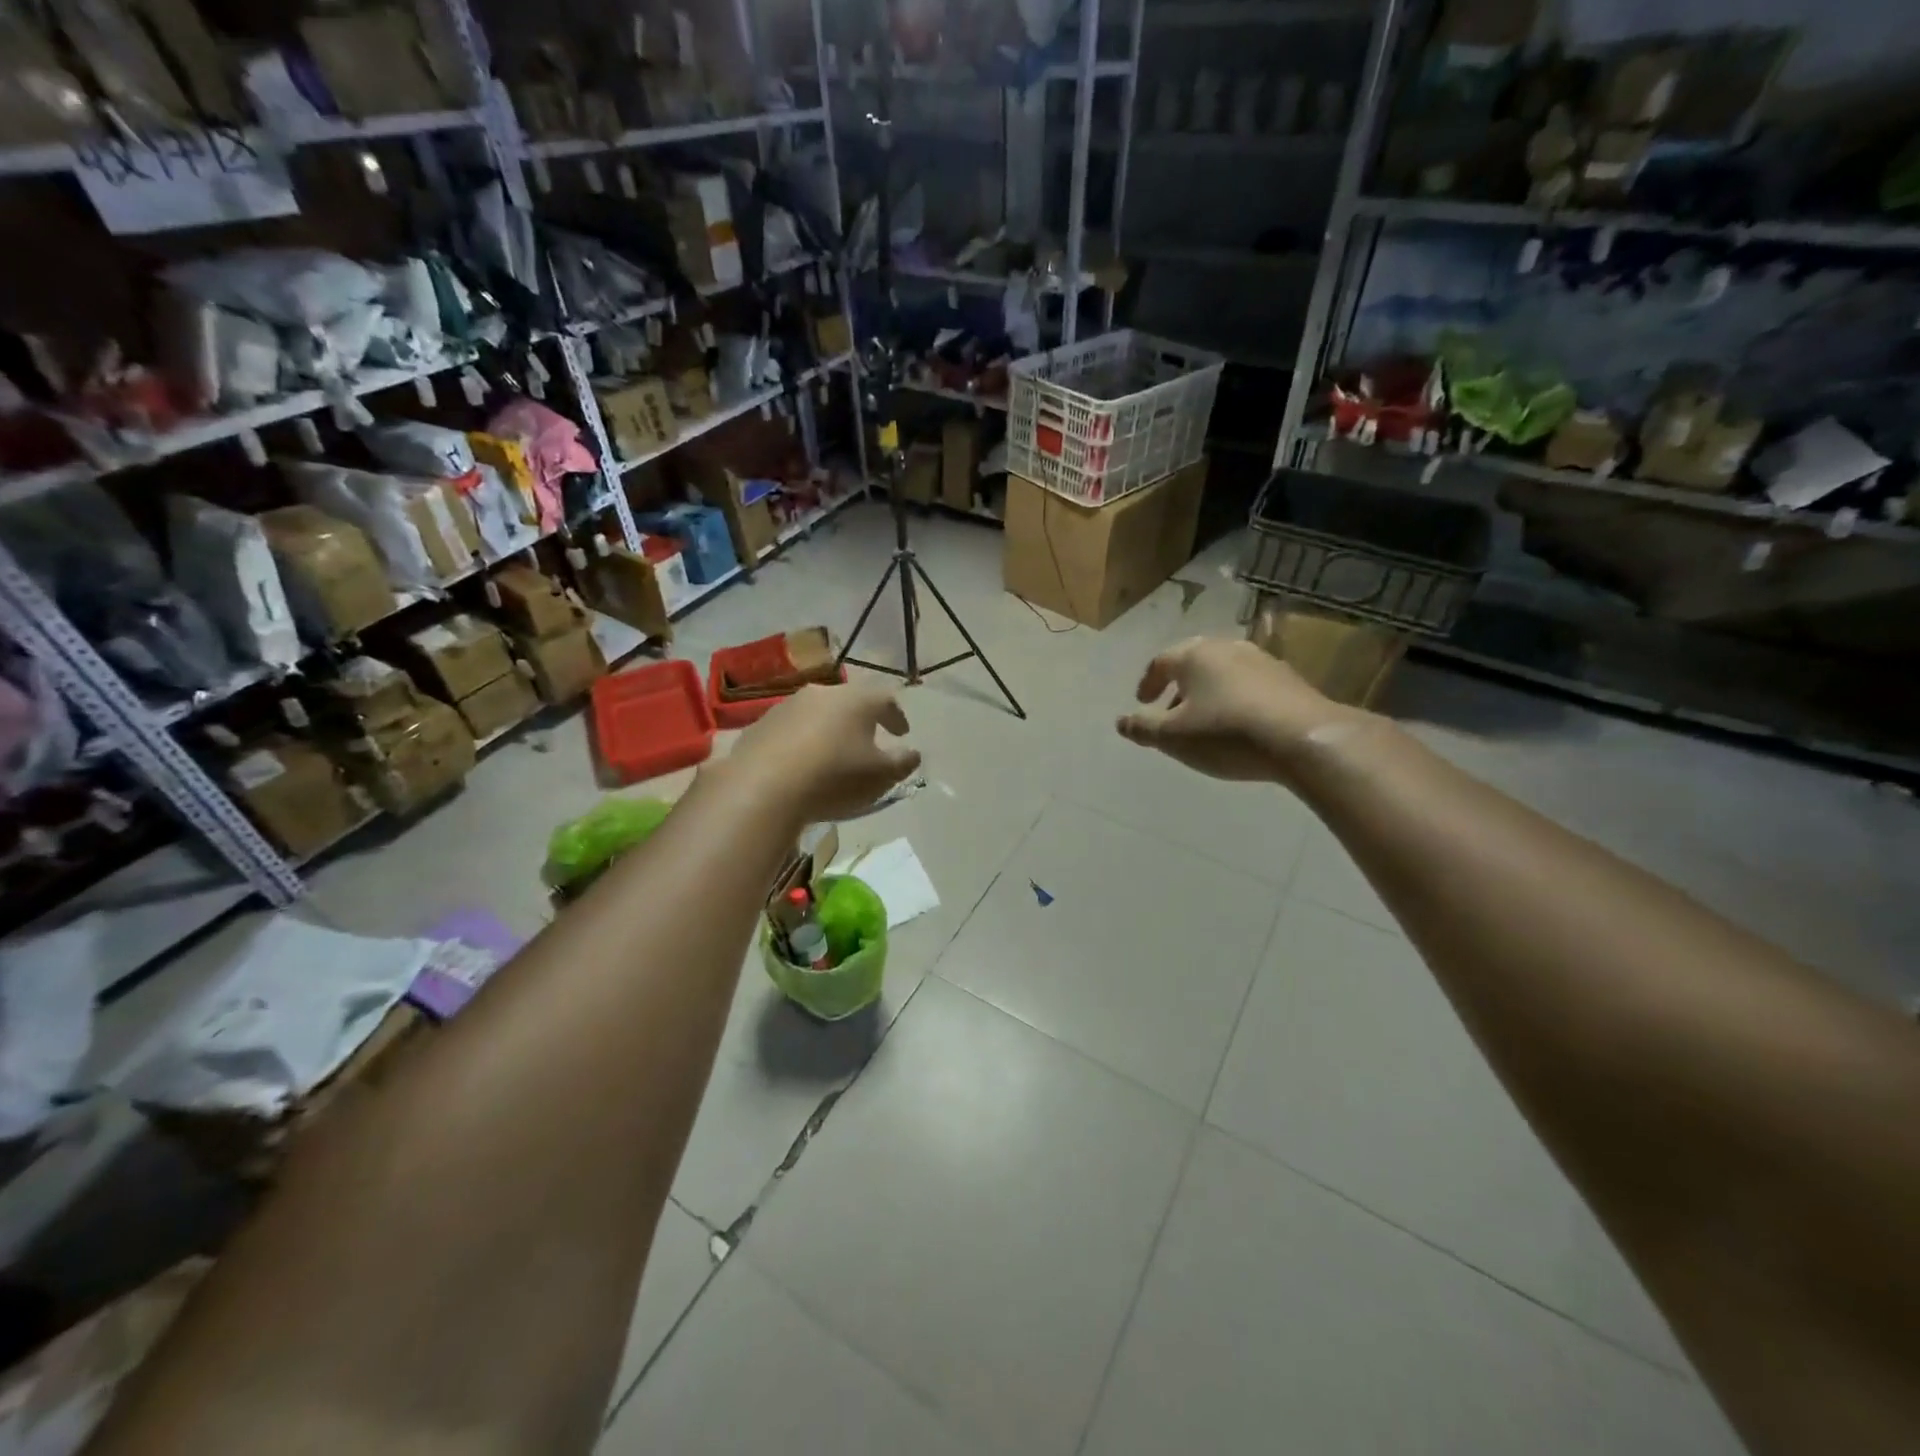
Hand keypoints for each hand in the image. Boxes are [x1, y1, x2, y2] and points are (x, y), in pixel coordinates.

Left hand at [731, 682, 921, 822]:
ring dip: (828, 730)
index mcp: (856, 700)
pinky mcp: (759, 726)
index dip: (897, 716)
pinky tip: (801, 764)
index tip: (903, 733)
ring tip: (833, 754)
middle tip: (869, 739)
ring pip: (817, 714)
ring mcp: (786, 707)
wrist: (762, 788)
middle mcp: (821, 694)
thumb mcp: (881, 776)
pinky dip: (801, 742)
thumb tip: (913, 753)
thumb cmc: (834, 777)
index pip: (885, 700)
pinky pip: (790, 731)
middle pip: (848, 702)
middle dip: (861, 720)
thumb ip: (902, 762)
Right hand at [1117, 636, 1360, 782]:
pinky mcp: (1289, 679)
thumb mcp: (1173, 737)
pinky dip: (1235, 698)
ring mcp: (1262, 660)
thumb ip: (1143, 728)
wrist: (1303, 739)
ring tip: (1204, 720)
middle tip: (1171, 709)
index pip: (1161, 662)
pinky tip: (1239, 724)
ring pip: (1224, 672)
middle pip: (1194, 661)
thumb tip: (1121, 721)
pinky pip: (1249, 684)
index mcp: (1195, 655)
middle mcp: (1227, 648)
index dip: (1148, 682)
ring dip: (1208, 692)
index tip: (1142, 702)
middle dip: (1178, 685)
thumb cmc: (1226, 733)